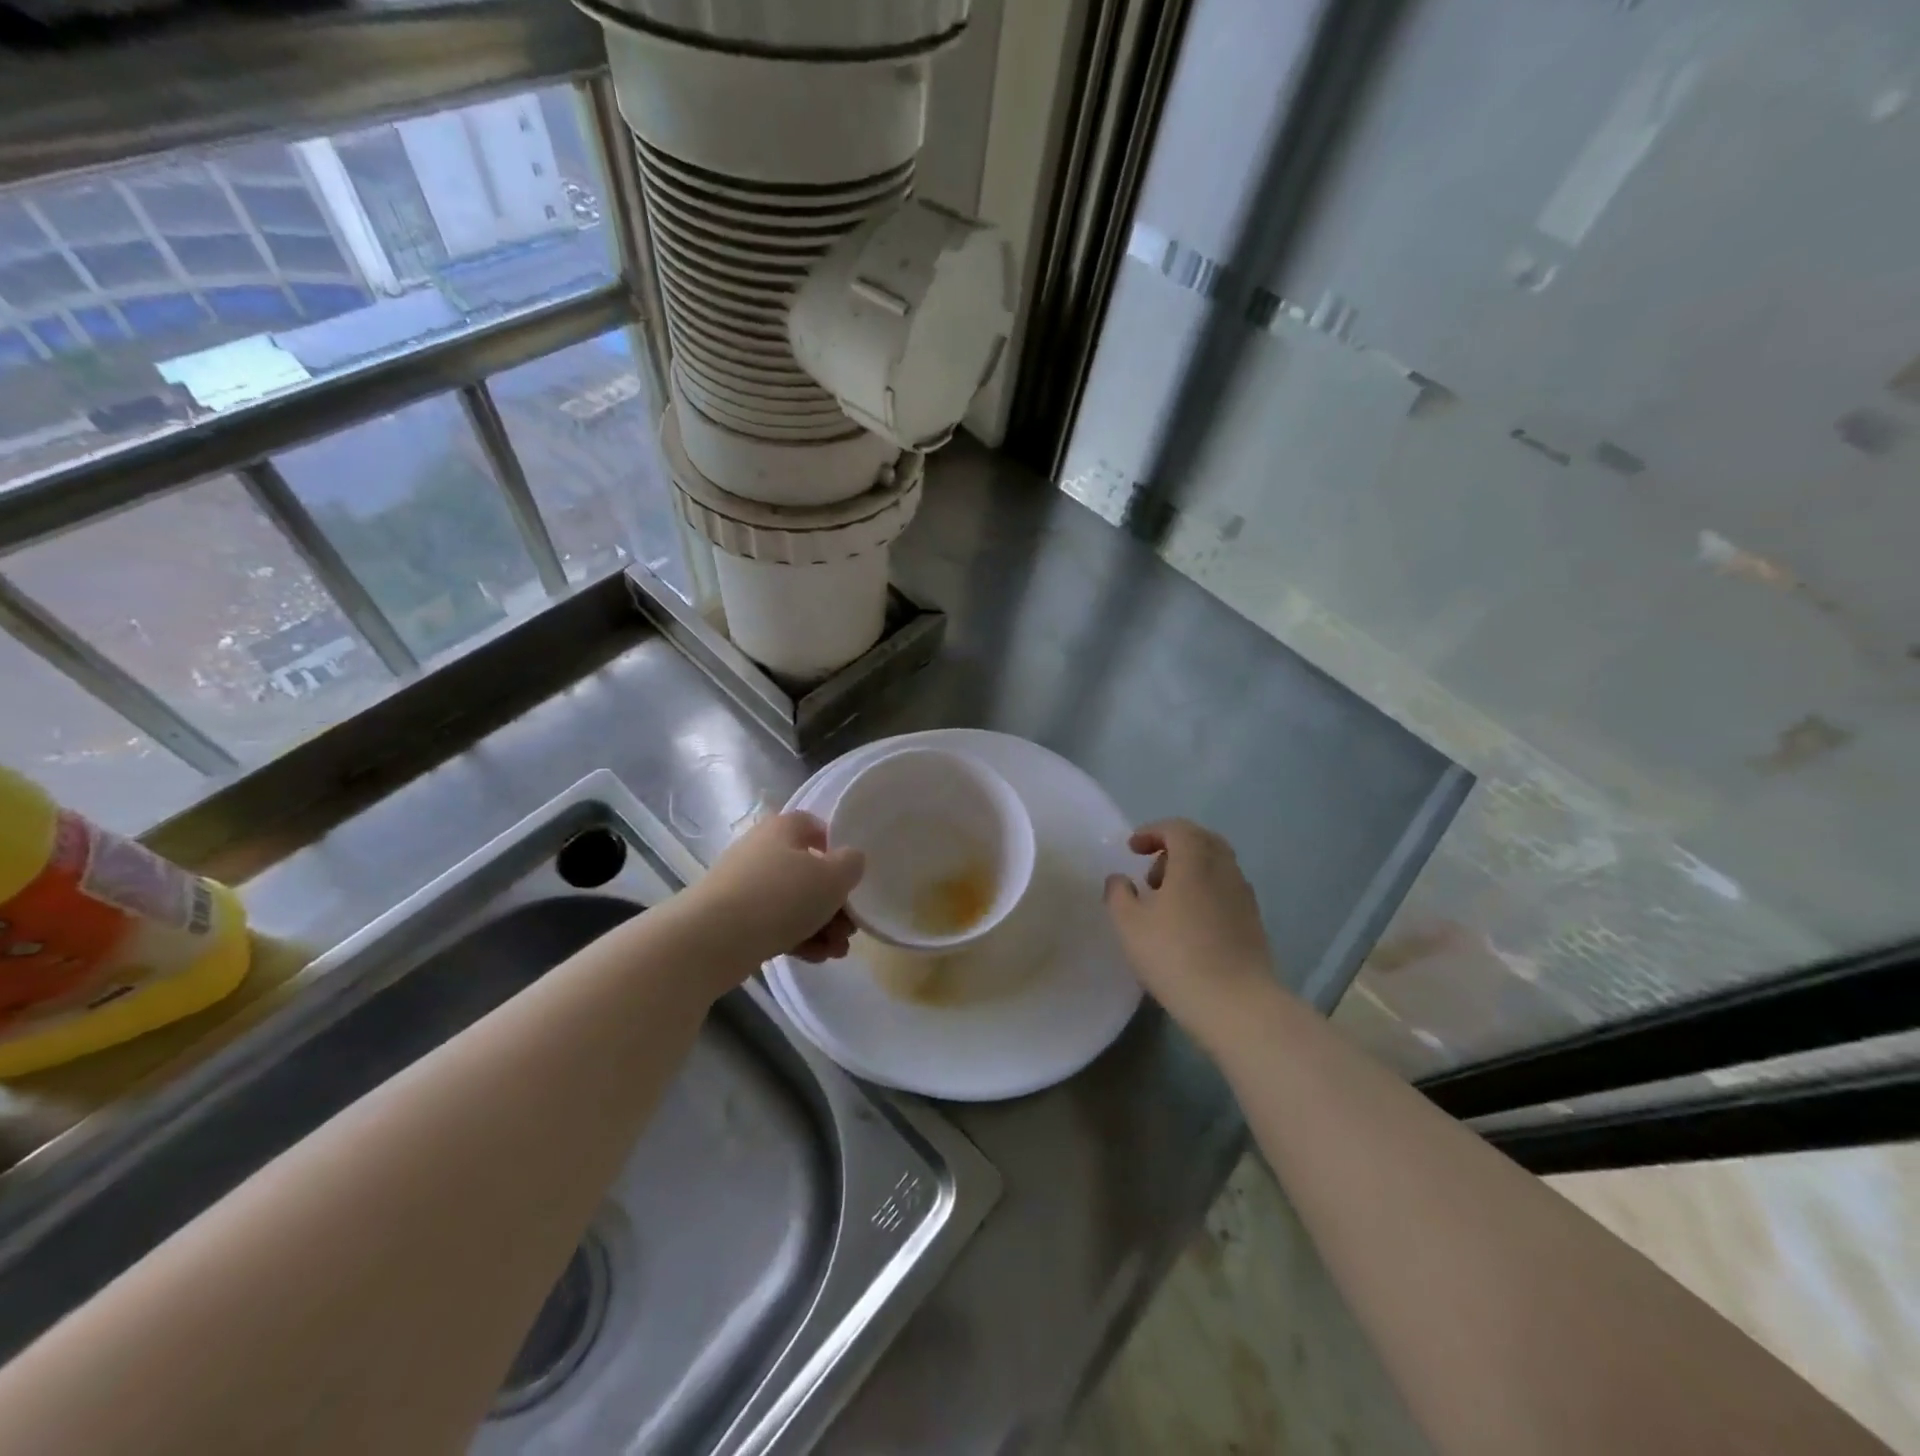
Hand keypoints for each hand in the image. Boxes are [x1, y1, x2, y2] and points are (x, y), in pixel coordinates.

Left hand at [684, 812, 863, 980]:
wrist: (712, 939)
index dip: (837, 849)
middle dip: (835, 902)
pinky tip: (817, 958)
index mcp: (783, 829)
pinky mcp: (733, 918)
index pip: (815, 826)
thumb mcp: (833, 877)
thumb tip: (849, 860)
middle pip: (808, 871)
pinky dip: (797, 938)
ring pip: (793, 902)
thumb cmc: (781, 896)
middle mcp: (762, 850)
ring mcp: (745, 885)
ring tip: (838, 951)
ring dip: (821, 925)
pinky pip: (774, 923)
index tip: (851, 876)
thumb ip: (851, 864)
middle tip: (851, 927)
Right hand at [1105, 819, 1274, 1042]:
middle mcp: (1224, 870)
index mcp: (1195, 861)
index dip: (1152, 832)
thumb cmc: (1176, 957)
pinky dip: (1206, 891)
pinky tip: (1190, 922)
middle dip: (1174, 847)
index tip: (1132, 849)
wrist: (1237, 1004)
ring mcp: (1244, 896)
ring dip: (1191, 870)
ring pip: (1217, 866)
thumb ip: (1118, 894)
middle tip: (1151, 871)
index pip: (1178, 828)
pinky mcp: (1253, 921)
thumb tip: (1120, 879)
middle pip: (1203, 841)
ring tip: (1167, 901)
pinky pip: (1226, 889)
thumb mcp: (1129, 925)